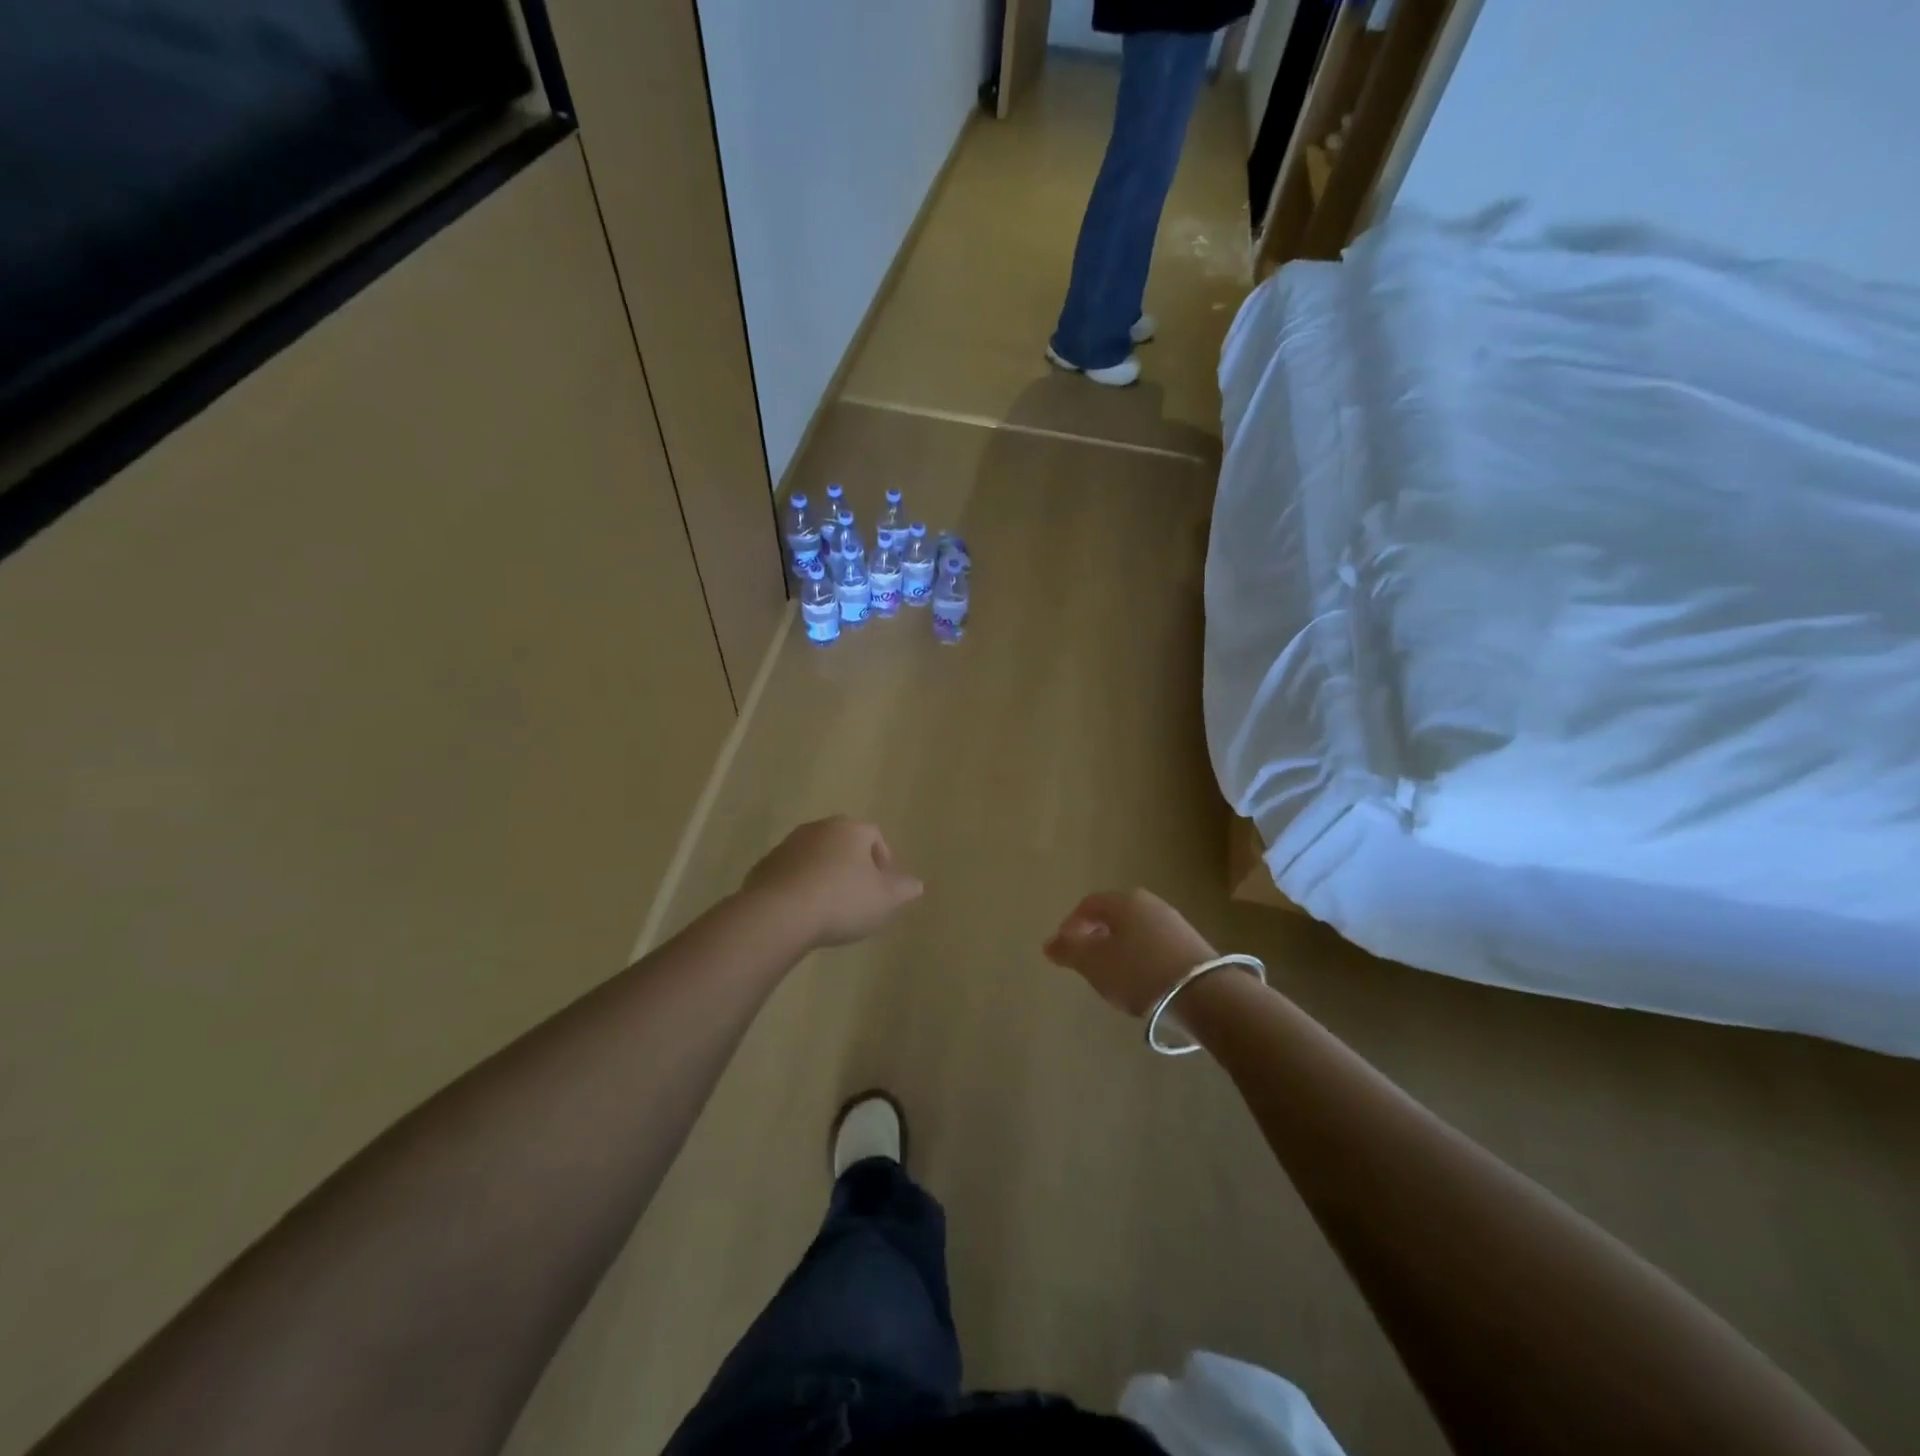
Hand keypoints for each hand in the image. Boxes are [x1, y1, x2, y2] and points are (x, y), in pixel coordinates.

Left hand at [741, 816, 923, 949]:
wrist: (779, 914)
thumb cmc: (842, 900)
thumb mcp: (885, 900)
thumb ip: (903, 889)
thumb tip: (916, 884)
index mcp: (850, 829)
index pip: (874, 835)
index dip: (883, 859)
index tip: (884, 885)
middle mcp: (817, 828)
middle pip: (842, 843)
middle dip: (853, 865)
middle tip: (859, 895)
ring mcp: (787, 846)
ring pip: (815, 857)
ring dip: (824, 875)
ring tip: (830, 906)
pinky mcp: (764, 867)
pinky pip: (791, 874)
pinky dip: (800, 887)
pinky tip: (804, 912)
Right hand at [1043, 889, 1216, 1017]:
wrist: (1205, 994)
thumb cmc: (1139, 972)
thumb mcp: (1094, 963)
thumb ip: (1068, 951)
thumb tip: (1049, 943)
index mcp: (1124, 901)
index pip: (1088, 904)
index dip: (1070, 925)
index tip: (1063, 950)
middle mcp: (1150, 904)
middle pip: (1113, 916)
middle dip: (1095, 937)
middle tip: (1085, 962)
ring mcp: (1174, 923)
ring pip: (1135, 931)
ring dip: (1119, 949)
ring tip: (1112, 976)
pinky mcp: (1191, 945)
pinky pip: (1155, 946)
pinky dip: (1140, 959)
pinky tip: (1141, 982)